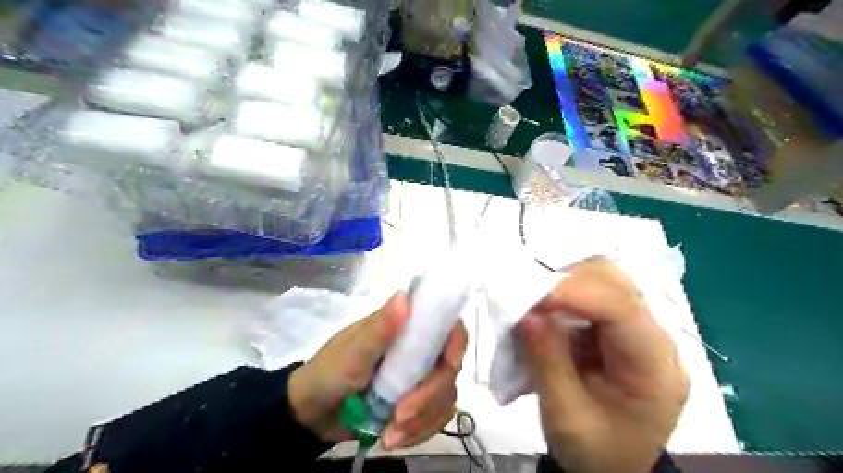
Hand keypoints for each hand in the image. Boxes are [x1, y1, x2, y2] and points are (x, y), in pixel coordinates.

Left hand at [290, 292, 466, 450]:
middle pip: (449, 368)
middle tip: (401, 415)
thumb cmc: (329, 373)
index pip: (445, 327)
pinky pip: (435, 418)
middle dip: (429, 395)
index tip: (449, 363)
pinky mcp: (416, 405)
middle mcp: (417, 351)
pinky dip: (419, 433)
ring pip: (445, 397)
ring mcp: (418, 379)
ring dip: (423, 420)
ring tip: (390, 435)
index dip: (456, 342)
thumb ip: (379, 329)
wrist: (312, 413)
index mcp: (404, 329)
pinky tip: (393, 439)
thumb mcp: (352, 352)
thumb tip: (403, 296)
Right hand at [518, 257, 686, 472]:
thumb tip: (526, 315)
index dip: (574, 293)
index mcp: (654, 368)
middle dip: (567, 281)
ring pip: (602, 281)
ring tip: (533, 306)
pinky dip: (562, 296)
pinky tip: (544, 314)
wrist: (613, 469)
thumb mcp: (566, 417)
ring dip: (563, 285)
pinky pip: (589, 295)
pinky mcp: (618, 329)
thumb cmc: (596, 452)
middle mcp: (654, 340)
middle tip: (528, 299)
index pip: (621, 309)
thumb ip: (547, 364)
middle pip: (616, 282)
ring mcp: (637, 331)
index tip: (530, 299)